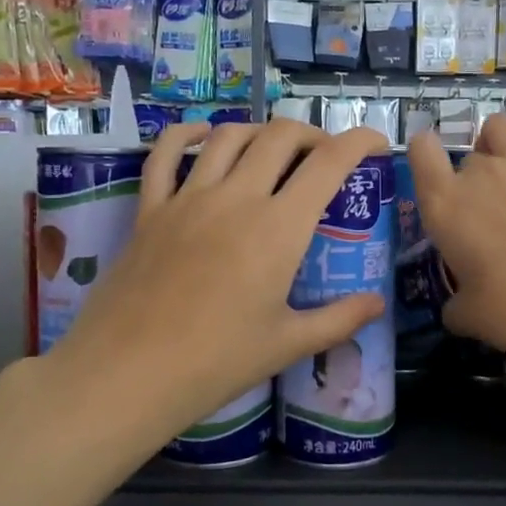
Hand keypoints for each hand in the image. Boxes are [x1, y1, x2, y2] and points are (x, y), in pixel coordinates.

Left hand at [50, 120, 389, 449]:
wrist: (128, 373)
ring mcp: (188, 198)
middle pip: (280, 136)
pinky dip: (185, 134)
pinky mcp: (150, 209)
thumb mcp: (287, 345)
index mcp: (278, 228)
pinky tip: (200, 136)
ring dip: (259, 132)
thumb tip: (377, 304)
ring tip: (273, 150)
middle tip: (324, 157)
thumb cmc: (216, 362)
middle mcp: (236, 198)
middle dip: (312, 134)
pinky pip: (164, 154)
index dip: (360, 142)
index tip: (377, 144)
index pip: (329, 163)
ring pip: (228, 135)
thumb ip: (339, 319)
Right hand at [408, 79, 505, 375]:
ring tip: (501, 159)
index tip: (426, 164)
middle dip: (470, 177)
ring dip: (494, 141)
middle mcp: (481, 176)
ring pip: (499, 129)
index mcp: (446, 207)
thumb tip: (456, 306)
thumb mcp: (470, 317)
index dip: (421, 154)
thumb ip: (455, 304)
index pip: (420, 155)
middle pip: (467, 158)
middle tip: (484, 214)